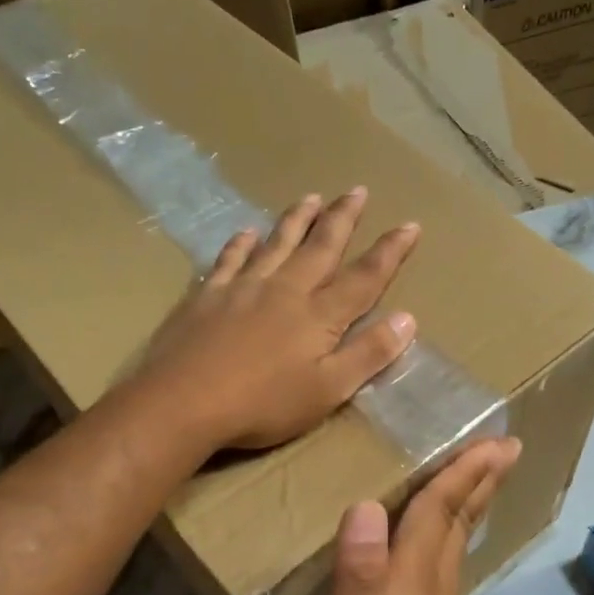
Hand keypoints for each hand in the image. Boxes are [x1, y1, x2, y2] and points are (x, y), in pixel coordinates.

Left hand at [138, 189, 419, 450]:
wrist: (183, 402)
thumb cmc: (264, 404)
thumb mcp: (328, 390)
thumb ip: (368, 354)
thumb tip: (407, 318)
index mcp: (319, 315)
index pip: (364, 277)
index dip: (390, 251)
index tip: (410, 225)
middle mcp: (285, 290)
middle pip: (321, 247)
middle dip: (342, 219)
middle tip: (357, 190)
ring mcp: (243, 287)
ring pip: (277, 244)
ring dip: (297, 220)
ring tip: (311, 197)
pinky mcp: (208, 296)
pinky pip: (229, 259)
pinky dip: (241, 244)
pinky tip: (247, 233)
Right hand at [315, 438, 521, 594]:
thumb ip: (359, 581)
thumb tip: (366, 507)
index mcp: (415, 590)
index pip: (438, 516)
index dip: (461, 474)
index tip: (494, 439)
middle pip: (459, 525)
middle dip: (479, 481)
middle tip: (503, 446)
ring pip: (455, 545)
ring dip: (468, 504)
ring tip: (476, 476)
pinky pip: (445, 567)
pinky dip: (449, 536)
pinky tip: (441, 539)